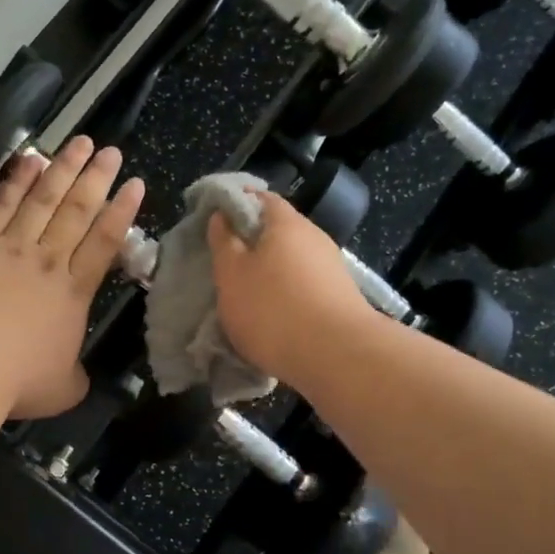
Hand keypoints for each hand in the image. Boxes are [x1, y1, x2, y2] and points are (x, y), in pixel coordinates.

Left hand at [0, 136, 144, 418]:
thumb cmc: (19, 377)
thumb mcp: (62, 389)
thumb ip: (74, 377)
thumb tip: (77, 377)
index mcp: (73, 292)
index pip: (104, 243)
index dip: (121, 213)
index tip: (134, 184)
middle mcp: (47, 261)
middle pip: (76, 211)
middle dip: (96, 179)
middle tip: (110, 151)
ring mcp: (10, 247)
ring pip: (42, 200)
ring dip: (62, 169)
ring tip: (78, 143)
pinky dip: (15, 181)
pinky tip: (28, 160)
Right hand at [207, 193, 376, 387]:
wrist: (337, 356)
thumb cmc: (272, 309)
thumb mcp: (231, 274)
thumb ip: (223, 242)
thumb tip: (222, 216)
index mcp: (286, 223)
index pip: (260, 197)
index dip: (235, 205)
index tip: (214, 223)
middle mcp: (314, 237)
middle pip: (277, 230)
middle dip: (251, 243)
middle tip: (226, 264)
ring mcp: (331, 267)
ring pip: (291, 260)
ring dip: (269, 272)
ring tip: (246, 295)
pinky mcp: (340, 296)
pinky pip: (304, 285)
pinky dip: (286, 293)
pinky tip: (273, 315)